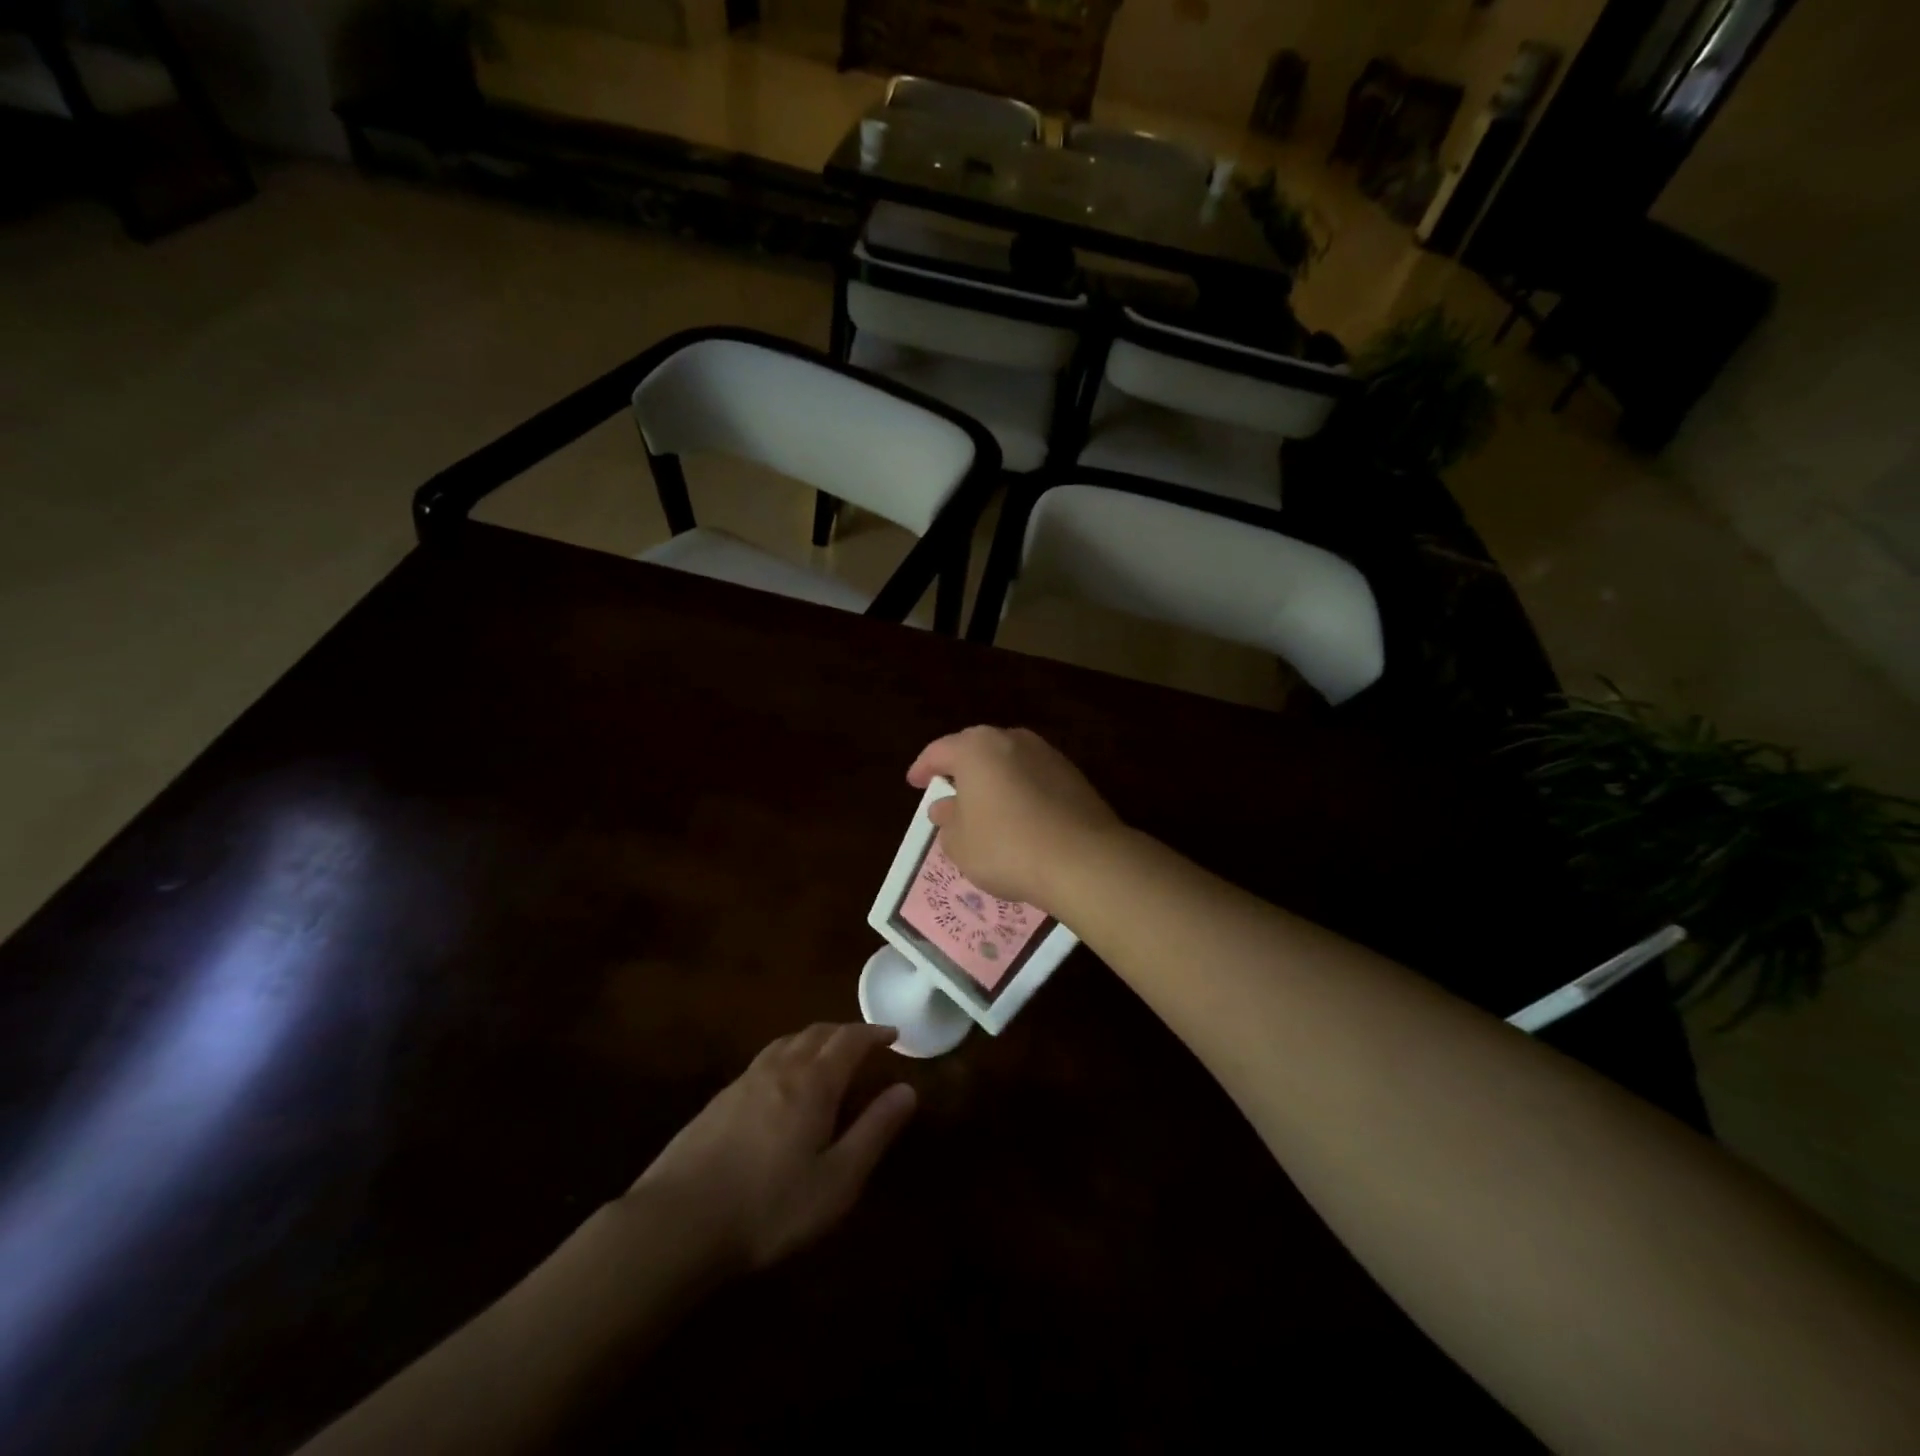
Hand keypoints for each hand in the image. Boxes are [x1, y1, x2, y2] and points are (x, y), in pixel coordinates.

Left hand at [627, 1023, 915, 1275]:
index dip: (874, 1033)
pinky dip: (787, 1056)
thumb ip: (874, 1131)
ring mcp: (745, 1080)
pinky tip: (781, 1084)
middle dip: (846, 1032)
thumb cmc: (769, 1206)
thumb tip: (906, 1090)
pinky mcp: (719, 1100)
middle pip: (818, 1033)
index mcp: (814, 1082)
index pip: (850, 1040)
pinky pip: (764, 1060)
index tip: (893, 1035)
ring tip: (826, 1055)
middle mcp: (781, 1068)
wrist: (678, 1222)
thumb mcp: (837, 1180)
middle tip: (864, 1044)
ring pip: (787, 1042)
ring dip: (814, 1039)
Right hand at [906, 726, 1124, 909]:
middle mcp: (1012, 740)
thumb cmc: (1006, 847)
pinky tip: (1019, 815)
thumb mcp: (960, 843)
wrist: (1082, 859)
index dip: (923, 768)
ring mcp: (1047, 755)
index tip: (914, 783)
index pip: (939, 751)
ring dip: (994, 778)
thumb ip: (947, 821)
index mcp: (976, 748)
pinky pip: (1034, 777)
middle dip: (961, 768)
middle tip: (949, 789)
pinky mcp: (1074, 775)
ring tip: (984, 804)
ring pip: (1009, 761)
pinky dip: (1020, 790)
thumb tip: (945, 807)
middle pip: (977, 749)